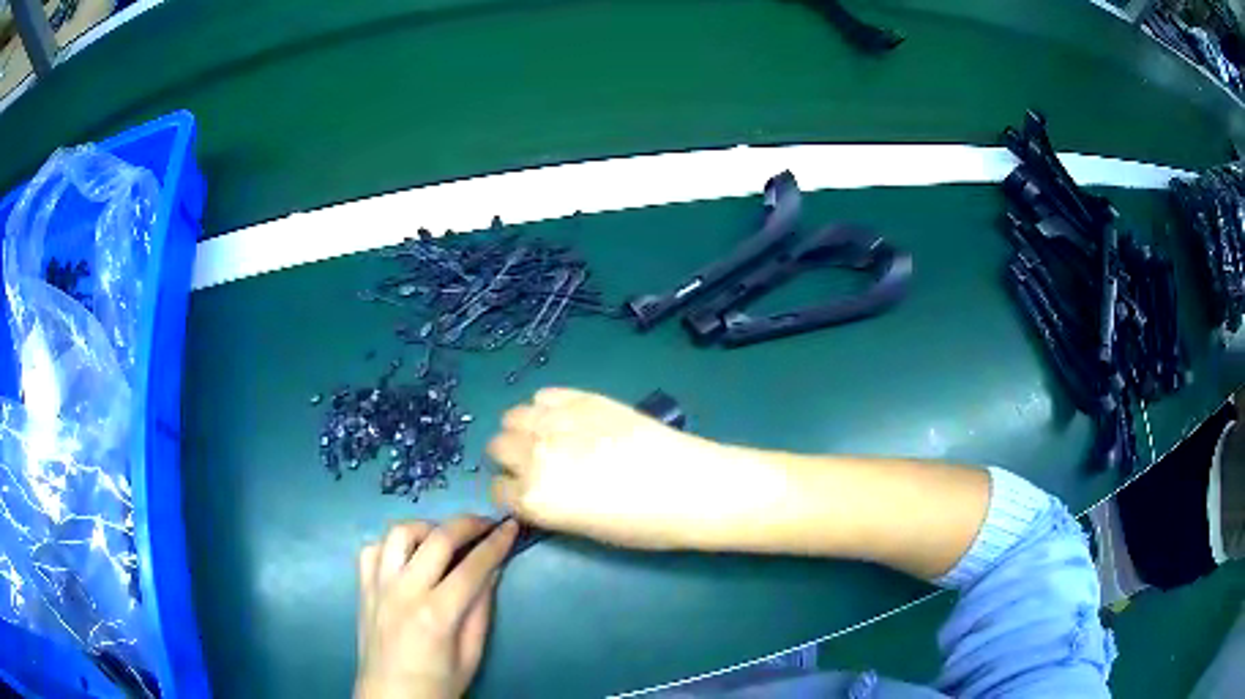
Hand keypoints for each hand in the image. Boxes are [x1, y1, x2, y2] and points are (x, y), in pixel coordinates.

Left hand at [355, 517, 517, 698]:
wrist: (391, 698)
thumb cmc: (438, 684)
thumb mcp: (471, 655)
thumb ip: (480, 610)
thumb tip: (492, 571)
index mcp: (436, 614)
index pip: (473, 567)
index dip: (496, 543)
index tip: (511, 526)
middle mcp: (404, 591)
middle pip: (437, 538)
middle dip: (468, 523)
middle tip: (486, 523)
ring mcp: (378, 586)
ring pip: (399, 532)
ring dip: (427, 528)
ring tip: (444, 539)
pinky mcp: (363, 588)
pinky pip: (373, 549)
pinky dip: (392, 544)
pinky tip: (408, 557)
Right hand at [487, 387, 739, 549]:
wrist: (689, 487)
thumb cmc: (642, 525)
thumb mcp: (583, 529)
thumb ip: (548, 506)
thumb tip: (537, 491)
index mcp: (534, 499)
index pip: (498, 489)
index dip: (511, 492)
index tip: (526, 492)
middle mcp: (534, 457)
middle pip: (498, 447)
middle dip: (510, 458)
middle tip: (536, 464)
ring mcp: (557, 422)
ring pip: (513, 417)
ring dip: (522, 429)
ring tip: (546, 438)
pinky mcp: (581, 398)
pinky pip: (544, 395)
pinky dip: (546, 407)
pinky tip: (565, 419)